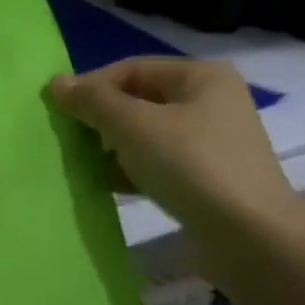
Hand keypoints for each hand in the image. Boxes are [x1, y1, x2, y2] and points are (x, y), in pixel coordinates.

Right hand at [47, 57, 304, 240]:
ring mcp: (210, 141)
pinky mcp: (205, 176)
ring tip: (84, 165)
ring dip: (111, 147)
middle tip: (70, 141)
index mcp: (200, 76)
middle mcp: (209, 101)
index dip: (91, 87)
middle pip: (137, 100)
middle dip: (100, 119)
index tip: (59, 113)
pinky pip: (157, 162)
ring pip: (145, 134)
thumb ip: (92, 101)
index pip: (130, 69)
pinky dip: (130, 169)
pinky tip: (107, 185)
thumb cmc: (190, 166)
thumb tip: (55, 82)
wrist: (249, 235)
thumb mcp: (132, 126)